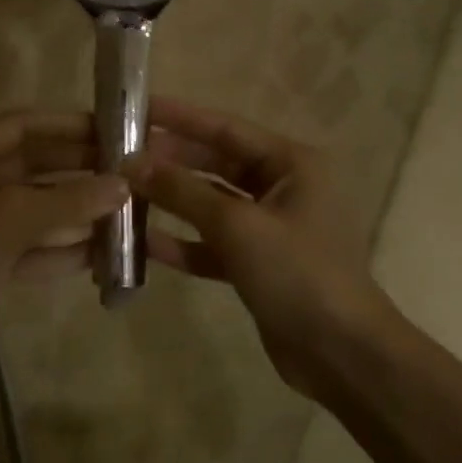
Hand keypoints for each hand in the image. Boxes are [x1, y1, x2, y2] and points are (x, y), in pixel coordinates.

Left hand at [0, 111, 128, 362]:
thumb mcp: (11, 218)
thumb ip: (68, 201)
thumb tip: (122, 186)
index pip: (23, 126)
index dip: (66, 125)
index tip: (111, 129)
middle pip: (36, 168)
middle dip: (80, 171)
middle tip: (128, 173)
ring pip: (41, 211)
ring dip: (79, 213)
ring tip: (128, 213)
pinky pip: (38, 248)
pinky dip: (67, 250)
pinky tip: (105, 254)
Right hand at [129, 97, 393, 396]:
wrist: (343, 355)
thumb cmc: (298, 273)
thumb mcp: (237, 226)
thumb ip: (183, 191)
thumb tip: (131, 163)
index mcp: (291, 164)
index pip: (225, 128)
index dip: (179, 117)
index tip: (136, 107)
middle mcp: (282, 188)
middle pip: (215, 163)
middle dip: (169, 160)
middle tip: (118, 154)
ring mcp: (269, 228)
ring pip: (210, 204)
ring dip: (171, 201)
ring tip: (122, 192)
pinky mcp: (257, 263)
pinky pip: (212, 243)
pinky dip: (182, 242)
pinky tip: (142, 243)